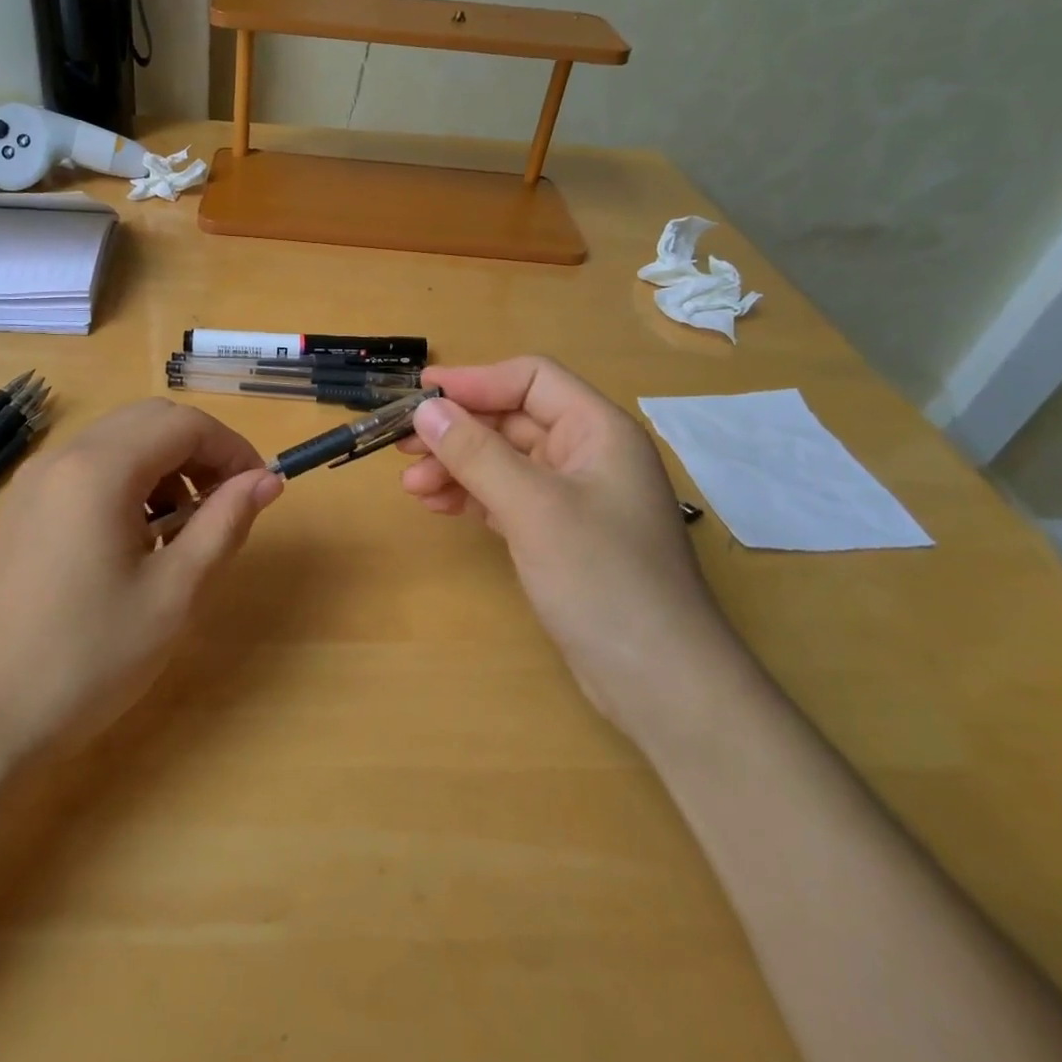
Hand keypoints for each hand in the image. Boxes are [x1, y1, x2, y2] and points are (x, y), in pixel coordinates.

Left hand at [0, 399, 282, 754]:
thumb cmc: (87, 658)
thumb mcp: (174, 593)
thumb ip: (224, 524)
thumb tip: (267, 481)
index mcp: (100, 470)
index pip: (184, 424)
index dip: (232, 449)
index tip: (258, 491)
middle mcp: (63, 457)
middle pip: (150, 421)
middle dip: (200, 451)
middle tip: (226, 505)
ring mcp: (36, 481)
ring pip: (119, 441)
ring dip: (165, 466)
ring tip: (184, 530)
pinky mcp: (24, 508)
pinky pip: (90, 468)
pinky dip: (130, 483)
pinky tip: (137, 540)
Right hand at [399, 358, 733, 730]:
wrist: (659, 681)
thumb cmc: (602, 578)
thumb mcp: (534, 508)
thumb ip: (477, 454)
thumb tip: (426, 410)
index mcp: (598, 431)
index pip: (531, 380)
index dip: (475, 381)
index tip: (421, 394)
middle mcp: (588, 455)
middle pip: (513, 420)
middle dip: (458, 430)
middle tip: (402, 444)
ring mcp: (574, 498)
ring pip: (505, 461)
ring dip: (457, 466)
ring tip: (411, 485)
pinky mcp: (559, 535)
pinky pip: (507, 498)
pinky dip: (472, 496)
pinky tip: (438, 505)